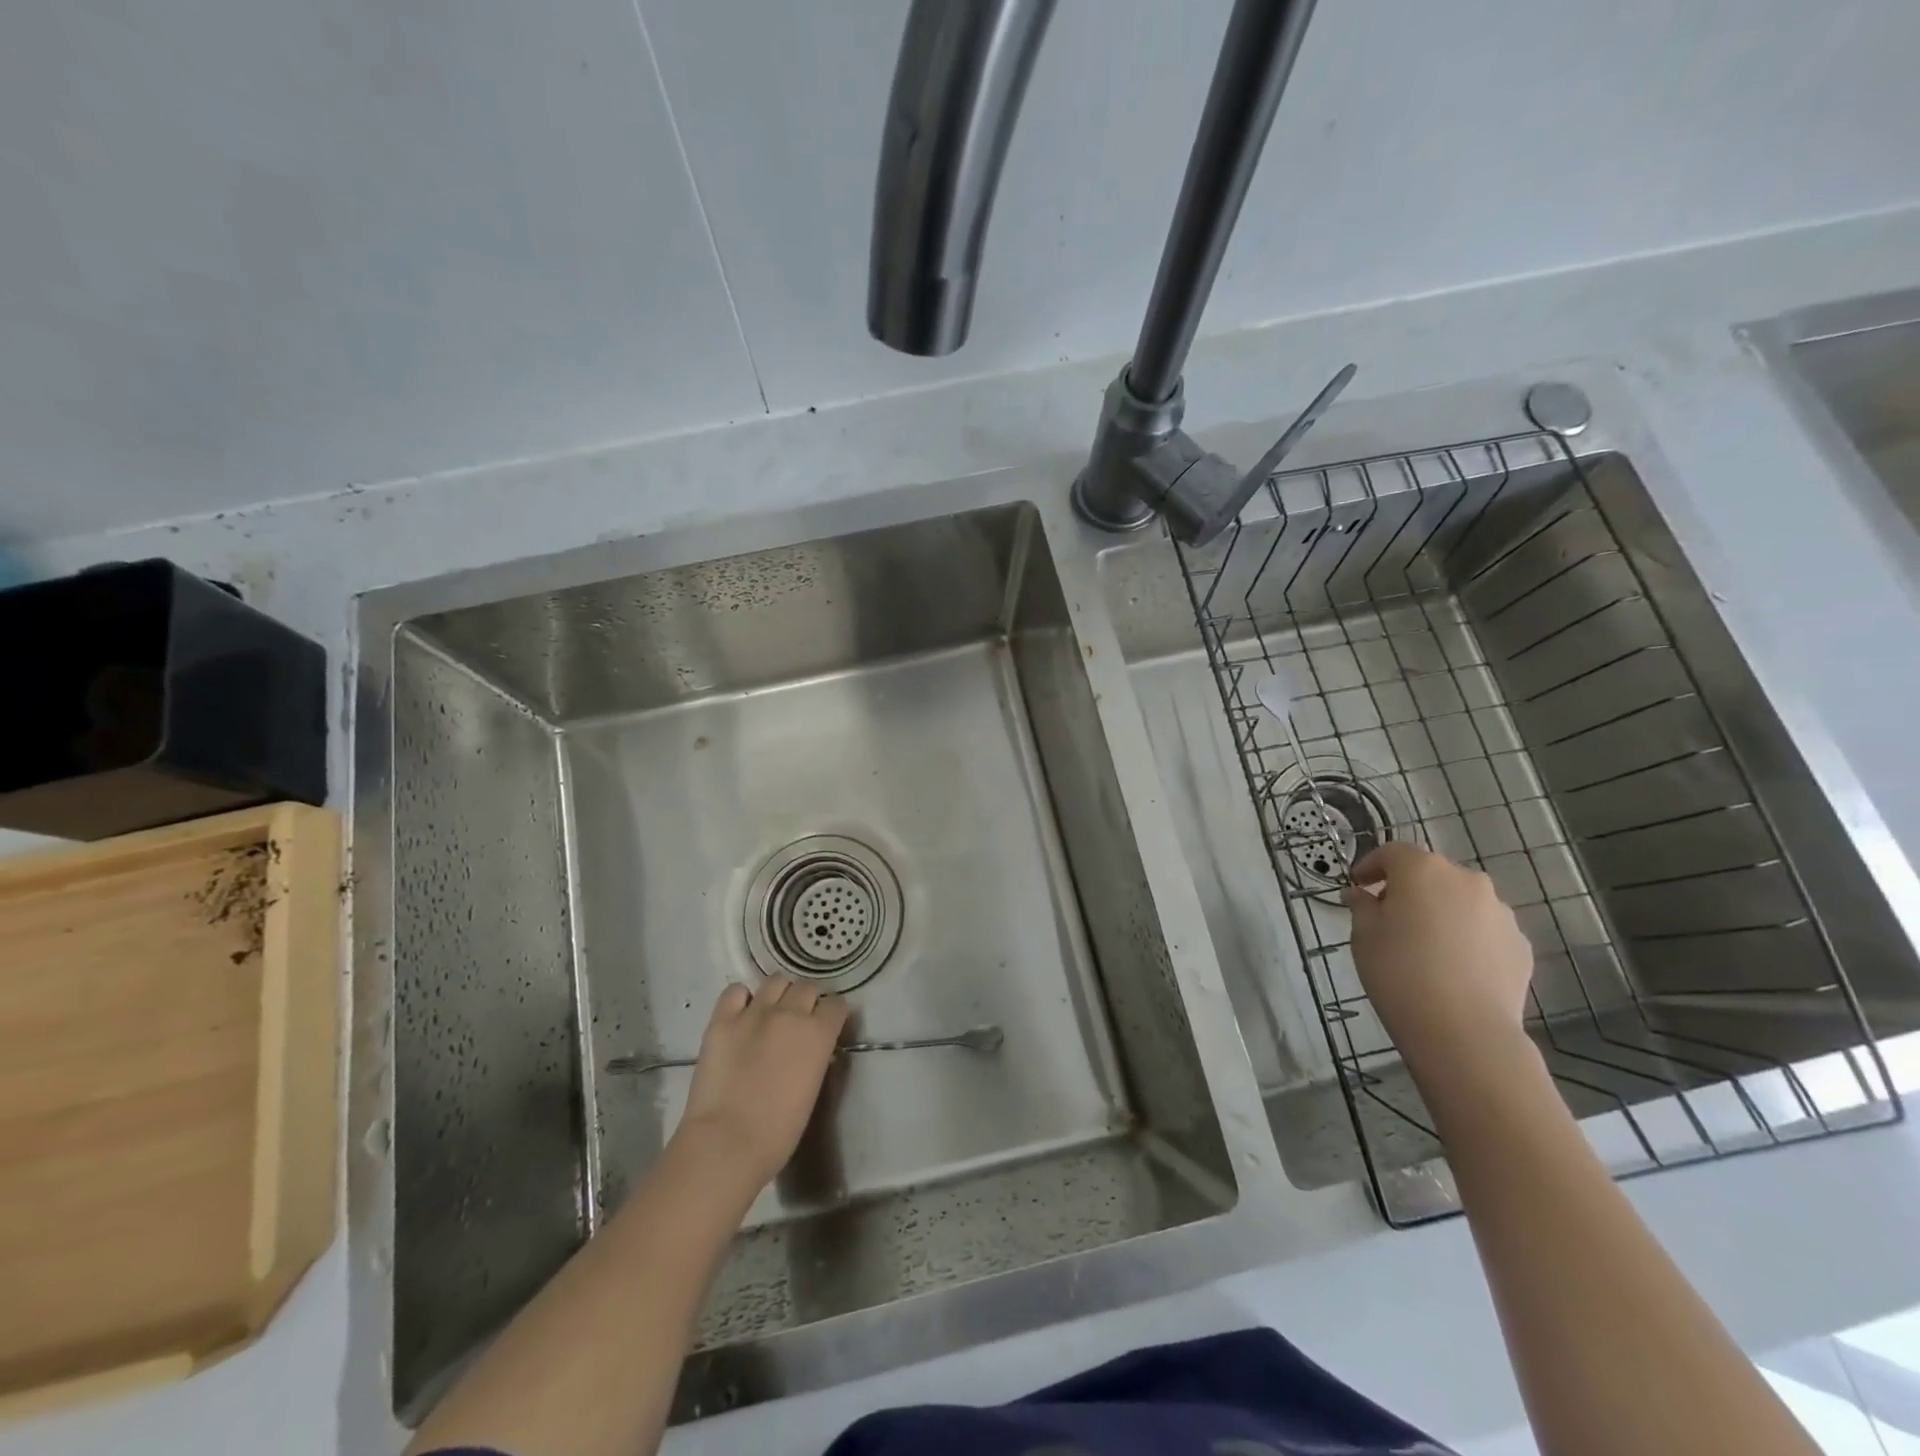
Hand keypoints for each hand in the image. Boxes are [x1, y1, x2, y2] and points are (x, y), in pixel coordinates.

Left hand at [674, 976, 848, 1192]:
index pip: (836, 1004)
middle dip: (807, 1001)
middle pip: (807, 987)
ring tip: (771, 1012)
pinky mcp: (722, 1020)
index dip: (832, 1014)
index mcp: (818, 1033)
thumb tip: (813, 1048)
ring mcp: (754, 1012)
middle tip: (797, 1021)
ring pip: (775, 981)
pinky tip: (741, 1014)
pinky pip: (735, 991)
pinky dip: (741, 998)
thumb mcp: (812, 1089)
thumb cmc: (778, 1132)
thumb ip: (816, 1057)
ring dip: (779, 994)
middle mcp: (790, 1013)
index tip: (827, 1025)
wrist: (726, 1143)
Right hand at [1344, 842, 1534, 1077]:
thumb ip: (1362, 906)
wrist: (1464, 1031)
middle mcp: (1466, 881)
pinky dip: (1466, 937)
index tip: (1356, 885)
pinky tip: (1453, 966)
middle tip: (1388, 916)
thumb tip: (1360, 894)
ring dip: (1440, 911)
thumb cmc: (1399, 973)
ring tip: (1424, 945)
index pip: (1392, 852)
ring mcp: (1500, 913)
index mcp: (1423, 870)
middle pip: (1431, 874)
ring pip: (1461, 901)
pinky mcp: (1520, 945)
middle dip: (1408, 888)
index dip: (1370, 865)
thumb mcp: (1363, 936)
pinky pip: (1484, 929)